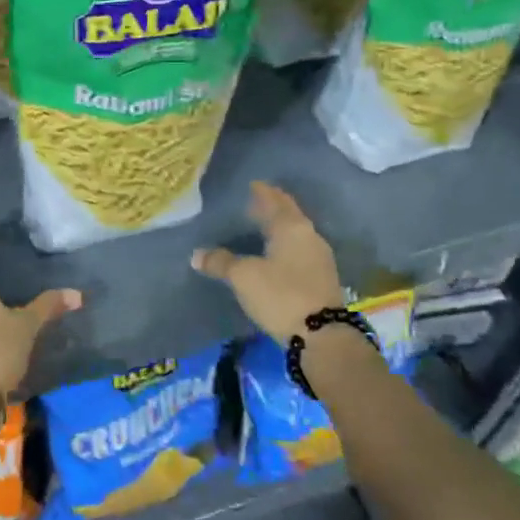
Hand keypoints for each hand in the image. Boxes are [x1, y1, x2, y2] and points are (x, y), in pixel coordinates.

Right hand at [191, 182, 342, 343]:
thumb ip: (220, 262)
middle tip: (254, 201)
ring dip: (279, 226)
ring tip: (261, 226)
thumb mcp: (243, 277)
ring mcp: (319, 257)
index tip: (252, 184)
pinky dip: (285, 245)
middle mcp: (309, 236)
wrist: (322, 335)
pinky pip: (299, 250)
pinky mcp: (321, 278)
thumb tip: (197, 254)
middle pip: (288, 214)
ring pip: (295, 232)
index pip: (273, 200)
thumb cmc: (280, 295)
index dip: (261, 192)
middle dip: (272, 206)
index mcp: (291, 227)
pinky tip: (274, 253)